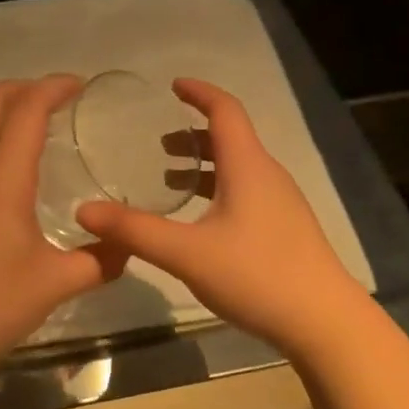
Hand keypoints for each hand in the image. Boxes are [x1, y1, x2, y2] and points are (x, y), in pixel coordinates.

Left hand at [0, 75, 128, 376]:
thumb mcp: (58, 282)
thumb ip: (100, 260)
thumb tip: (127, 246)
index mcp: (1, 178)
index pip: (26, 109)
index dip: (53, 86)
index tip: (80, 86)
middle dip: (24, 87)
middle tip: (58, 99)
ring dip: (4, 113)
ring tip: (40, 133)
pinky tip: (14, 179)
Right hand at [76, 78, 364, 354]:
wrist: (324, 322)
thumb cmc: (257, 275)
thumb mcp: (187, 253)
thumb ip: (135, 231)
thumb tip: (84, 210)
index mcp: (248, 166)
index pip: (225, 110)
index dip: (199, 93)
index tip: (173, 86)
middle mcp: (268, 175)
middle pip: (230, 138)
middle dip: (193, 135)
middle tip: (157, 143)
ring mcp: (281, 203)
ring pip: (239, 167)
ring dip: (205, 164)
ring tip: (171, 178)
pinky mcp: (285, 228)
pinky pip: (247, 190)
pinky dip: (218, 188)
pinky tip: (201, 220)